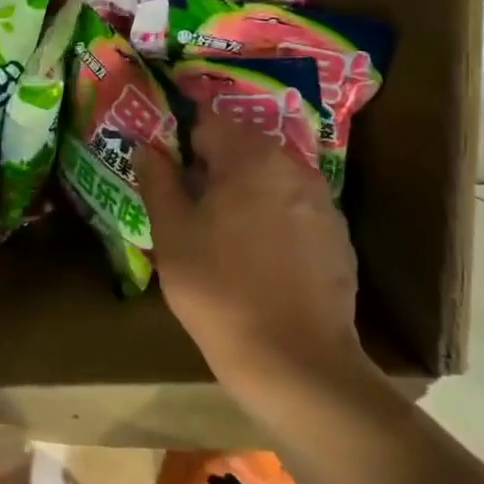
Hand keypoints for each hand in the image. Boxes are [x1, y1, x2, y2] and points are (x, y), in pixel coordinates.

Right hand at [135, 109, 365, 409]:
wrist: (295, 361)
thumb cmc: (219, 290)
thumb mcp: (172, 234)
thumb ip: (158, 180)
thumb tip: (146, 146)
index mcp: (252, 158)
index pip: (209, 121)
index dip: (182, 139)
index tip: (166, 168)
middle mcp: (294, 168)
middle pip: (243, 148)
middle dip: (212, 166)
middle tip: (186, 205)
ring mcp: (322, 203)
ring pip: (269, 179)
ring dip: (242, 192)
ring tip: (218, 233)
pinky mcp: (337, 238)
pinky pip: (293, 210)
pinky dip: (270, 219)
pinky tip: (255, 258)